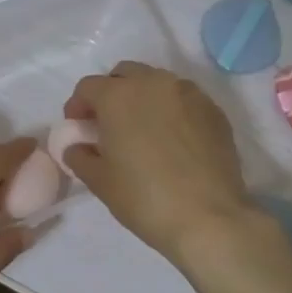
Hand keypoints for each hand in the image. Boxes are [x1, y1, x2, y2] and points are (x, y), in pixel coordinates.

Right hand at [61, 63, 253, 264]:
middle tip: (109, 125)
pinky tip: (172, 141)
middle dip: (111, 94)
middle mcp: (154, 83)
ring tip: (143, 131)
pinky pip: (184, 100)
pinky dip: (171, 111)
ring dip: (143, 99)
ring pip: (157, 83)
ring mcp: (189, 93)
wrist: (208, 217)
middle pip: (124, 75)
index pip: (88, 87)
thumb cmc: (144, 198)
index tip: (78, 128)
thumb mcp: (99, 181)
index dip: (78, 106)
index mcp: (118, 96)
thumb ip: (79, 156)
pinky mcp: (214, 110)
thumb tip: (76, 147)